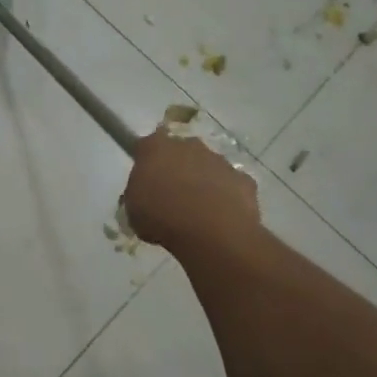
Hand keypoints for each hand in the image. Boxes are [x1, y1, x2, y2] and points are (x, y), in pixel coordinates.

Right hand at [123, 129, 258, 252]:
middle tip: (171, 196)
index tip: (146, 178)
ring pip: (207, 167)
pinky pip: (230, 186)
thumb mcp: (133, 210)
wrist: (211, 232)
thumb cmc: (162, 217)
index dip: (146, 160)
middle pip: (180, 152)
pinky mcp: (243, 179)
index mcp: (156, 148)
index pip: (147, 145)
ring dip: (202, 182)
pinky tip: (219, 218)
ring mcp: (219, 161)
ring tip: (197, 212)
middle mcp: (189, 146)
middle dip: (177, 168)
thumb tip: (146, 195)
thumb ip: (139, 194)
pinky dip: (226, 197)